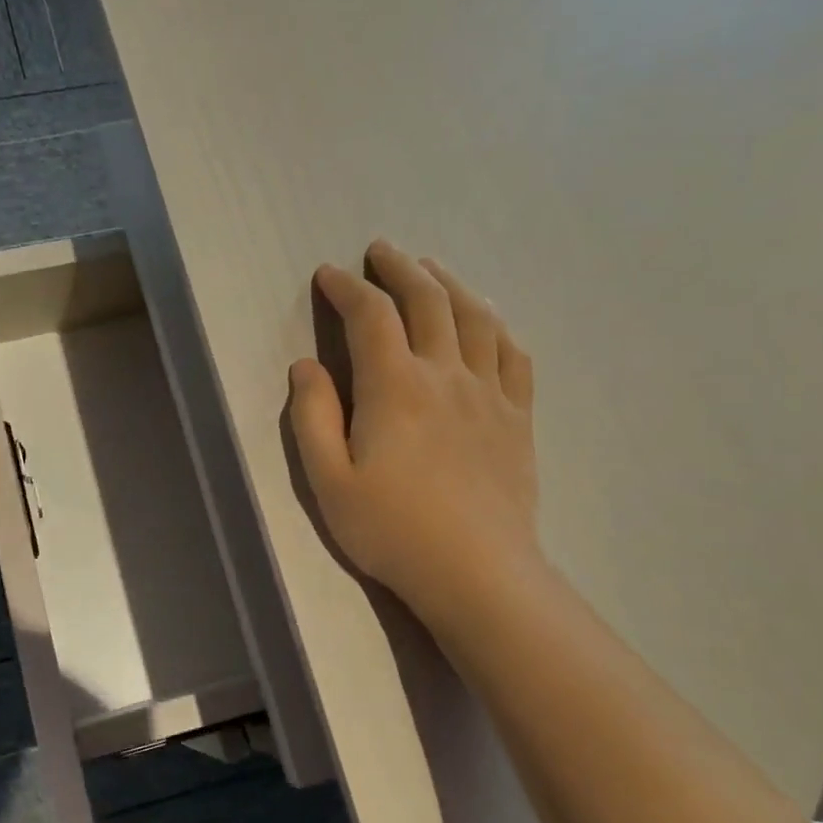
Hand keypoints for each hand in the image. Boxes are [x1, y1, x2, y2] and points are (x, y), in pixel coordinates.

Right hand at [288, 240, 541, 622]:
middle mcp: (445, 374)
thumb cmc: (391, 530)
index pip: (371, 316)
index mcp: (394, 386)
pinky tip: (487, 321)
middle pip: (428, 300)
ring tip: (432, 269)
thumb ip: (312, 417)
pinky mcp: (517, 417)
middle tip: (381, 250)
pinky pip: (513, 355)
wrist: (477, 572)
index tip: (329, 275)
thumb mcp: (328, 481)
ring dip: (450, 283)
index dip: (348, 288)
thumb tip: (306, 366)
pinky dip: (496, 326)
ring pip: (476, 317)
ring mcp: (489, 393)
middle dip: (400, 268)